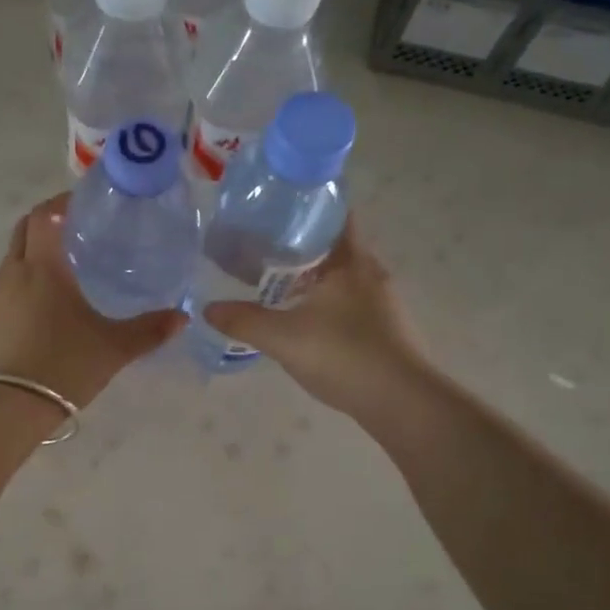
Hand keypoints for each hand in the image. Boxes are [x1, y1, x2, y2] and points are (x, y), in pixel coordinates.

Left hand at [0, 194, 185, 406]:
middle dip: (46, 221)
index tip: (83, 202)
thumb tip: (182, 317)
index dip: (62, 202)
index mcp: (44, 267)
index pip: (45, 215)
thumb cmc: (63, 365)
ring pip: (13, 258)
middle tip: (75, 228)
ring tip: (64, 266)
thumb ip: (148, 330)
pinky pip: (6, 286)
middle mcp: (14, 273)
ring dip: (34, 252)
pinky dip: (24, 280)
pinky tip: (44, 304)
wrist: (7, 406)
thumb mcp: (113, 348)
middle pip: (24, 230)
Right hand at [202, 215, 432, 423]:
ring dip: (316, 276)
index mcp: (350, 261)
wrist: (402, 402)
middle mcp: (371, 273)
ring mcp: (383, 302)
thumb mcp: (283, 338)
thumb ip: (243, 321)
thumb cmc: (344, 355)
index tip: (278, 208)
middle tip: (265, 246)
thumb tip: (208, 308)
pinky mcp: (386, 328)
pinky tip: (306, 319)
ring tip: (279, 282)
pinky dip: (328, 301)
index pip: (336, 215)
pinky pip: (351, 301)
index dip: (309, 207)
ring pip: (344, 276)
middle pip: (337, 245)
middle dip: (304, 243)